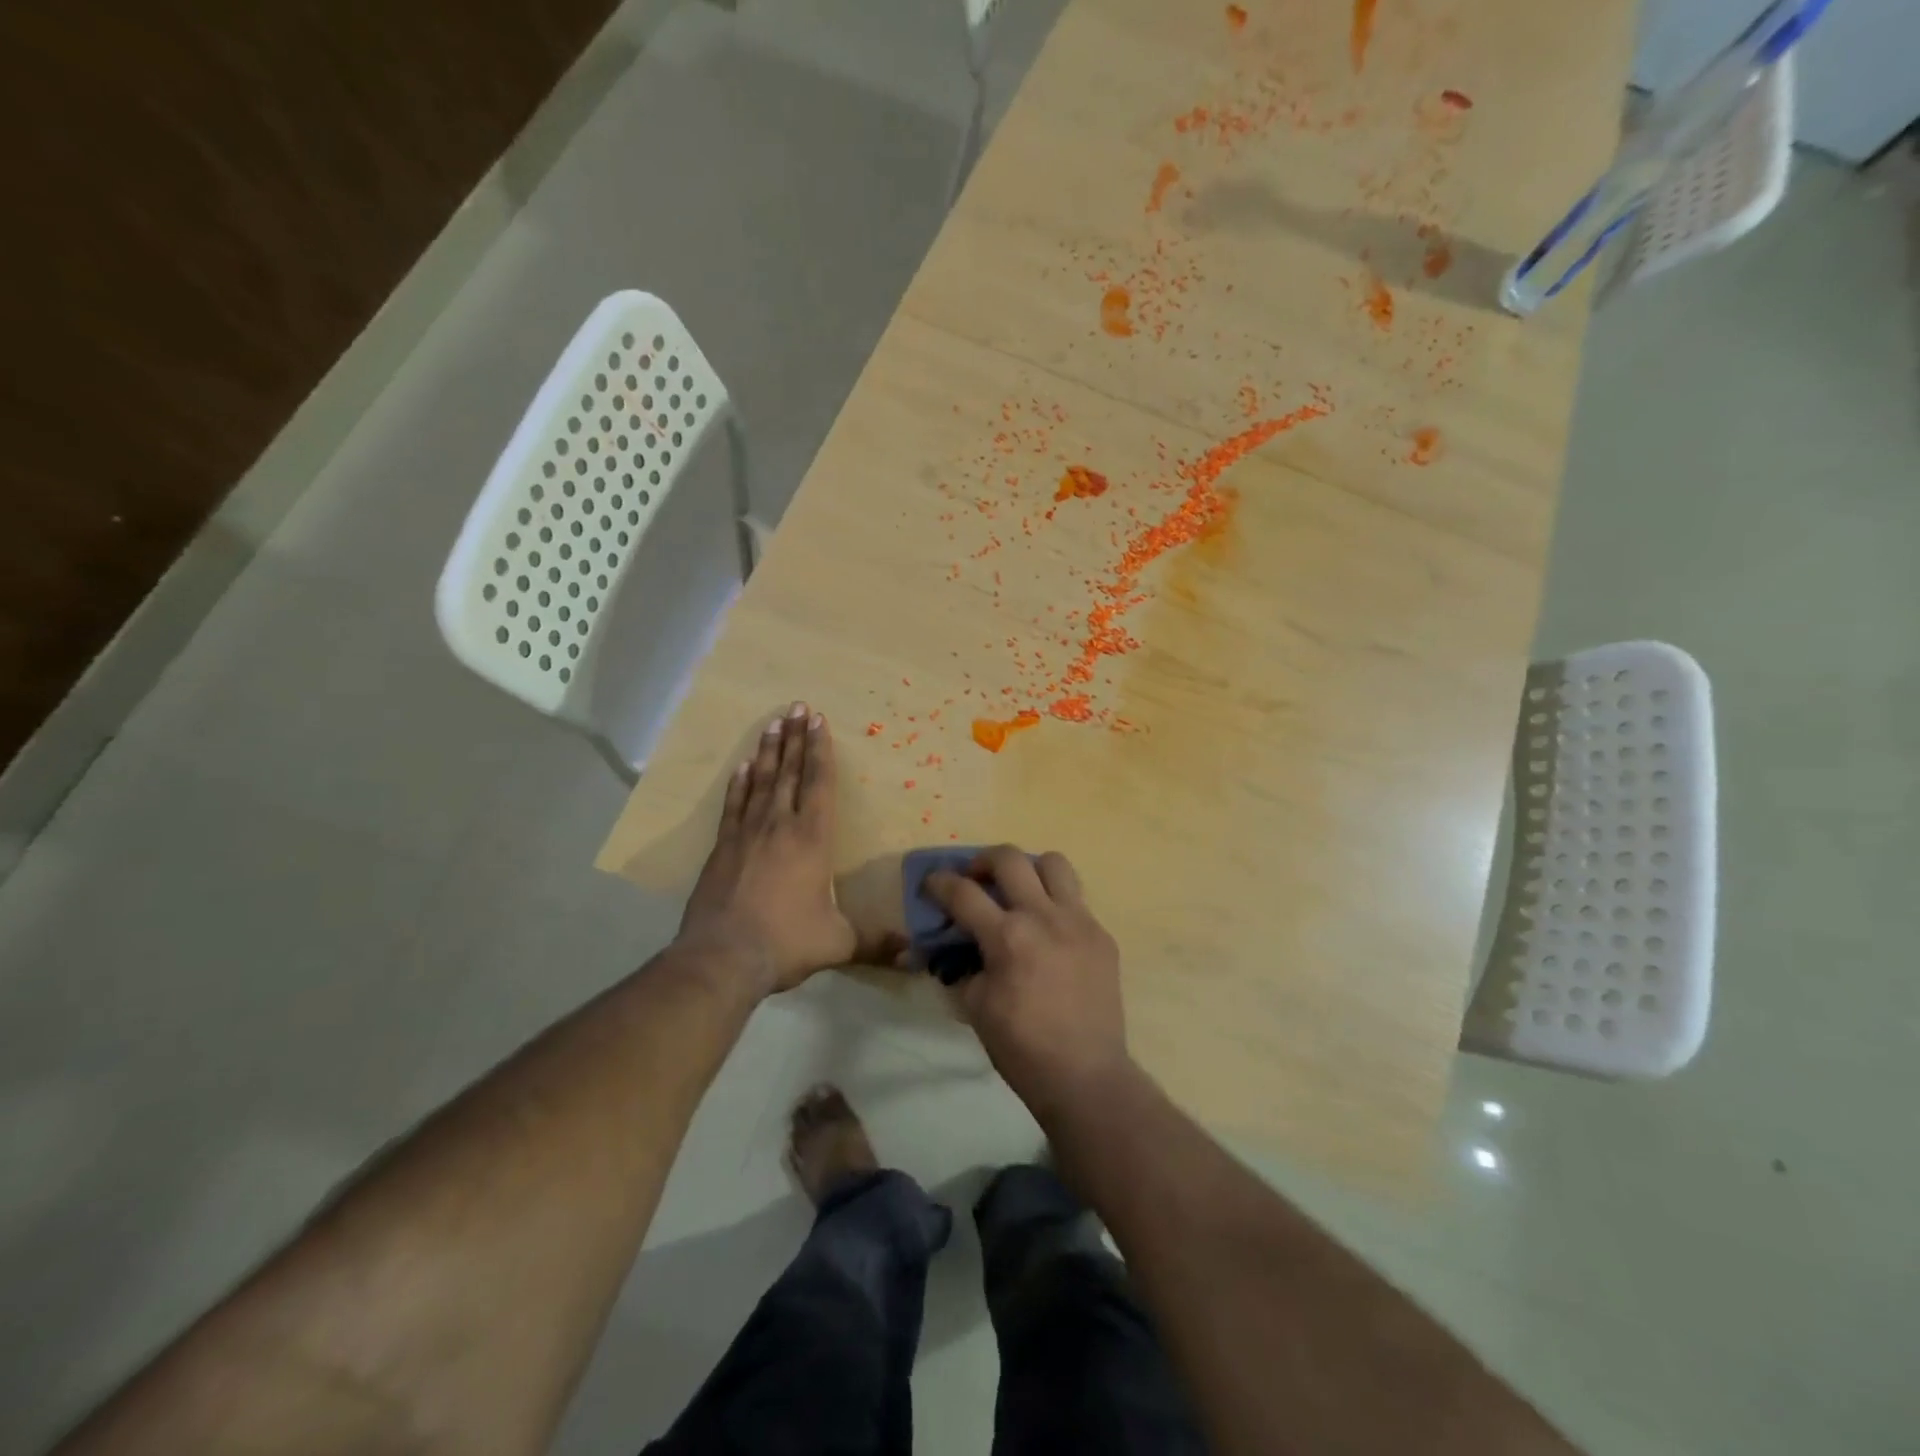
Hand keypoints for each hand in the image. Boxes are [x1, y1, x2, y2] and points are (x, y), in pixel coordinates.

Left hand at [679, 703, 855, 995]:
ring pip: (761, 781)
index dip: (821, 750)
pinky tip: (743, 766)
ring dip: (769, 751)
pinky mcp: (722, 848)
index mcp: (812, 839)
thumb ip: (875, 942)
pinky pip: (734, 804)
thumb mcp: (838, 943)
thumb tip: (912, 954)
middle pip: (790, 772)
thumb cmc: (786, 942)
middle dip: (796, 738)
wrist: (723, 957)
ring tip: (773, 724)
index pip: (819, 784)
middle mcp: (779, 826)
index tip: (819, 721)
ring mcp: (746, 834)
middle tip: (797, 707)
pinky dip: (740, 783)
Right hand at [923, 845, 1130, 1120]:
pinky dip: (1055, 903)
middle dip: (983, 861)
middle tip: (975, 879)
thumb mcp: (975, 1007)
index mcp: (1007, 936)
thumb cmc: (1021, 1047)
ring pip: (1053, 863)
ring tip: (1020, 890)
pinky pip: (1076, 900)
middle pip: (1009, 858)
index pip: (963, 892)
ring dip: (1029, 869)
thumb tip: (952, 949)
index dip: (939, 883)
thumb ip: (961, 967)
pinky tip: (1049, 931)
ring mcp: (1079, 921)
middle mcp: (1044, 916)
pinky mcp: (1102, 935)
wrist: (1085, 1074)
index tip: (931, 883)